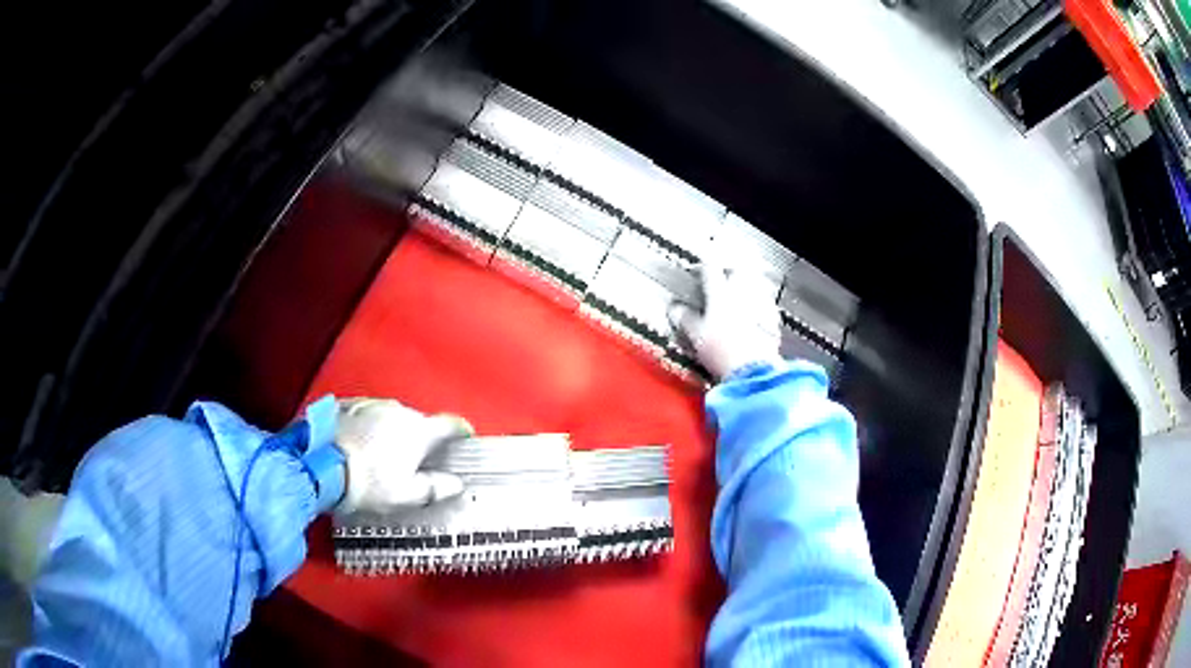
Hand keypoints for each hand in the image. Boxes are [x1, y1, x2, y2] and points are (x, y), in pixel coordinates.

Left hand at [335, 398, 472, 513]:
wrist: (319, 467)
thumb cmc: (366, 484)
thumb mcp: (406, 495)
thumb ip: (435, 488)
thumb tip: (456, 485)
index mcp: (417, 431)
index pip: (449, 424)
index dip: (460, 430)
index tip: (464, 436)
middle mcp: (396, 410)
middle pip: (417, 421)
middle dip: (417, 437)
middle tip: (411, 460)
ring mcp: (369, 404)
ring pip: (389, 415)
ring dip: (390, 430)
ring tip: (379, 455)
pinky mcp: (345, 404)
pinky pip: (364, 413)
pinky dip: (366, 425)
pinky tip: (357, 443)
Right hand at [668, 260, 781, 380]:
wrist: (753, 371)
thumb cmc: (723, 352)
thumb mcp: (696, 336)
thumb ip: (684, 319)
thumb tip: (675, 310)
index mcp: (720, 293)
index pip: (710, 268)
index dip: (701, 268)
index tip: (697, 273)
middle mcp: (742, 293)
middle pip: (736, 270)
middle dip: (727, 271)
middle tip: (720, 278)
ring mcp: (760, 304)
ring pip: (753, 284)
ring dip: (744, 286)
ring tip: (735, 296)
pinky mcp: (772, 319)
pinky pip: (765, 303)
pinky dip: (757, 304)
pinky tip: (752, 315)